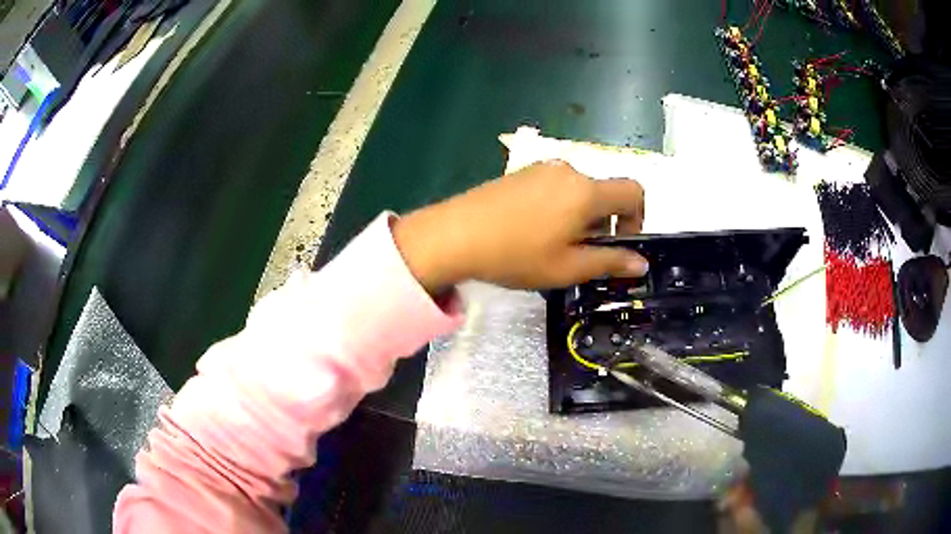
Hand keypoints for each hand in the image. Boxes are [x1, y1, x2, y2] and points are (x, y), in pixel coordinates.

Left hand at [393, 160, 647, 291]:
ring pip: (579, 191)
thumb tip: (641, 263)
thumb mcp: (568, 267)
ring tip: (553, 245)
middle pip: (604, 193)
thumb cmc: (517, 254)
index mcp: (587, 191)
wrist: (455, 234)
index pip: (634, 191)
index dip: (637, 218)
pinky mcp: (522, 172)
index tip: (619, 244)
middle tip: (581, 254)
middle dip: (604, 223)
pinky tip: (533, 231)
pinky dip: (559, 207)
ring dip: (580, 217)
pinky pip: (555, 187)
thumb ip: (610, 262)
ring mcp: (542, 168)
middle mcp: (569, 170)